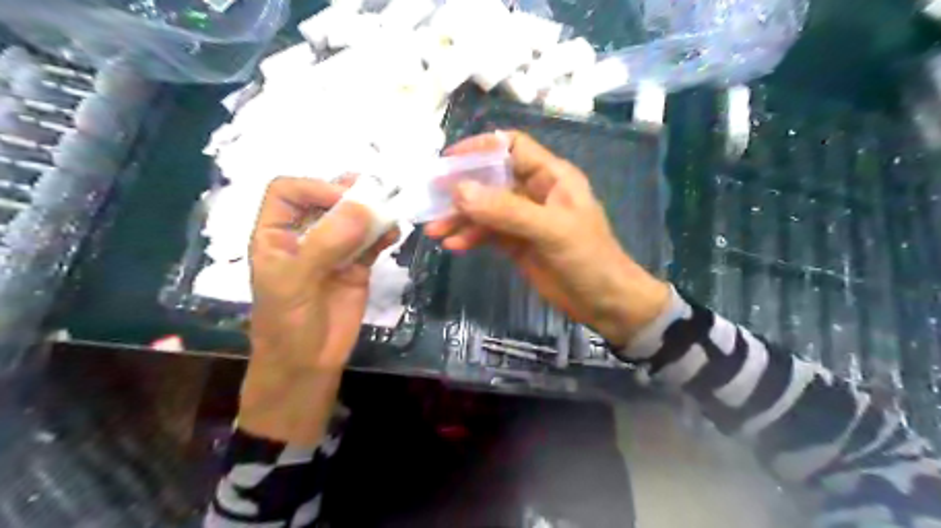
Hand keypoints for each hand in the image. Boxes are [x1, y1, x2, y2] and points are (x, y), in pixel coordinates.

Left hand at [239, 177, 397, 444]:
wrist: (308, 365)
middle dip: (348, 192)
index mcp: (275, 235)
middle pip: (324, 199)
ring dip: (371, 211)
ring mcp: (333, 251)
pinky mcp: (356, 266)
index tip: (344, 200)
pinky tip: (393, 234)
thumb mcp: (297, 282)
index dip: (314, 187)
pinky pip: (371, 242)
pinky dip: (383, 234)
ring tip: (390, 209)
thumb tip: (363, 206)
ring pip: (352, 219)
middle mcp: (304, 236)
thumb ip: (327, 243)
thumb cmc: (288, 324)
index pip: (288, 192)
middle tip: (377, 191)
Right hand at [423, 130, 672, 346]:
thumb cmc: (588, 259)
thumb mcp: (550, 230)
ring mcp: (525, 220)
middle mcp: (535, 193)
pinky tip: (454, 245)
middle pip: (492, 180)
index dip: (481, 148)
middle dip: (463, 189)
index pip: (512, 147)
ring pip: (486, 209)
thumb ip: (506, 210)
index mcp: (551, 177)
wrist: (605, 302)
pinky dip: (471, 237)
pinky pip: (488, 233)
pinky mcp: (517, 244)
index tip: (449, 160)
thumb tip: (459, 191)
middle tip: (432, 198)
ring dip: (461, 218)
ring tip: (435, 230)